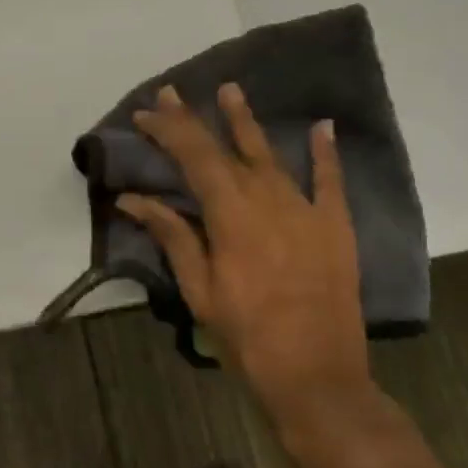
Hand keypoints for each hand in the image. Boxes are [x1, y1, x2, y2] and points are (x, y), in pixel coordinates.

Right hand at [117, 84, 378, 441]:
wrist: (317, 376)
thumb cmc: (246, 337)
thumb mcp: (199, 289)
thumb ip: (173, 236)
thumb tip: (133, 199)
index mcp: (230, 213)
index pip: (193, 156)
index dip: (168, 130)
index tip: (146, 112)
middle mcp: (268, 198)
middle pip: (227, 147)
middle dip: (196, 119)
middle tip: (173, 92)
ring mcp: (306, 209)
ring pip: (271, 154)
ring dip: (247, 122)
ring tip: (232, 91)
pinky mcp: (335, 226)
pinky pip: (330, 180)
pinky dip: (326, 152)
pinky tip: (323, 127)